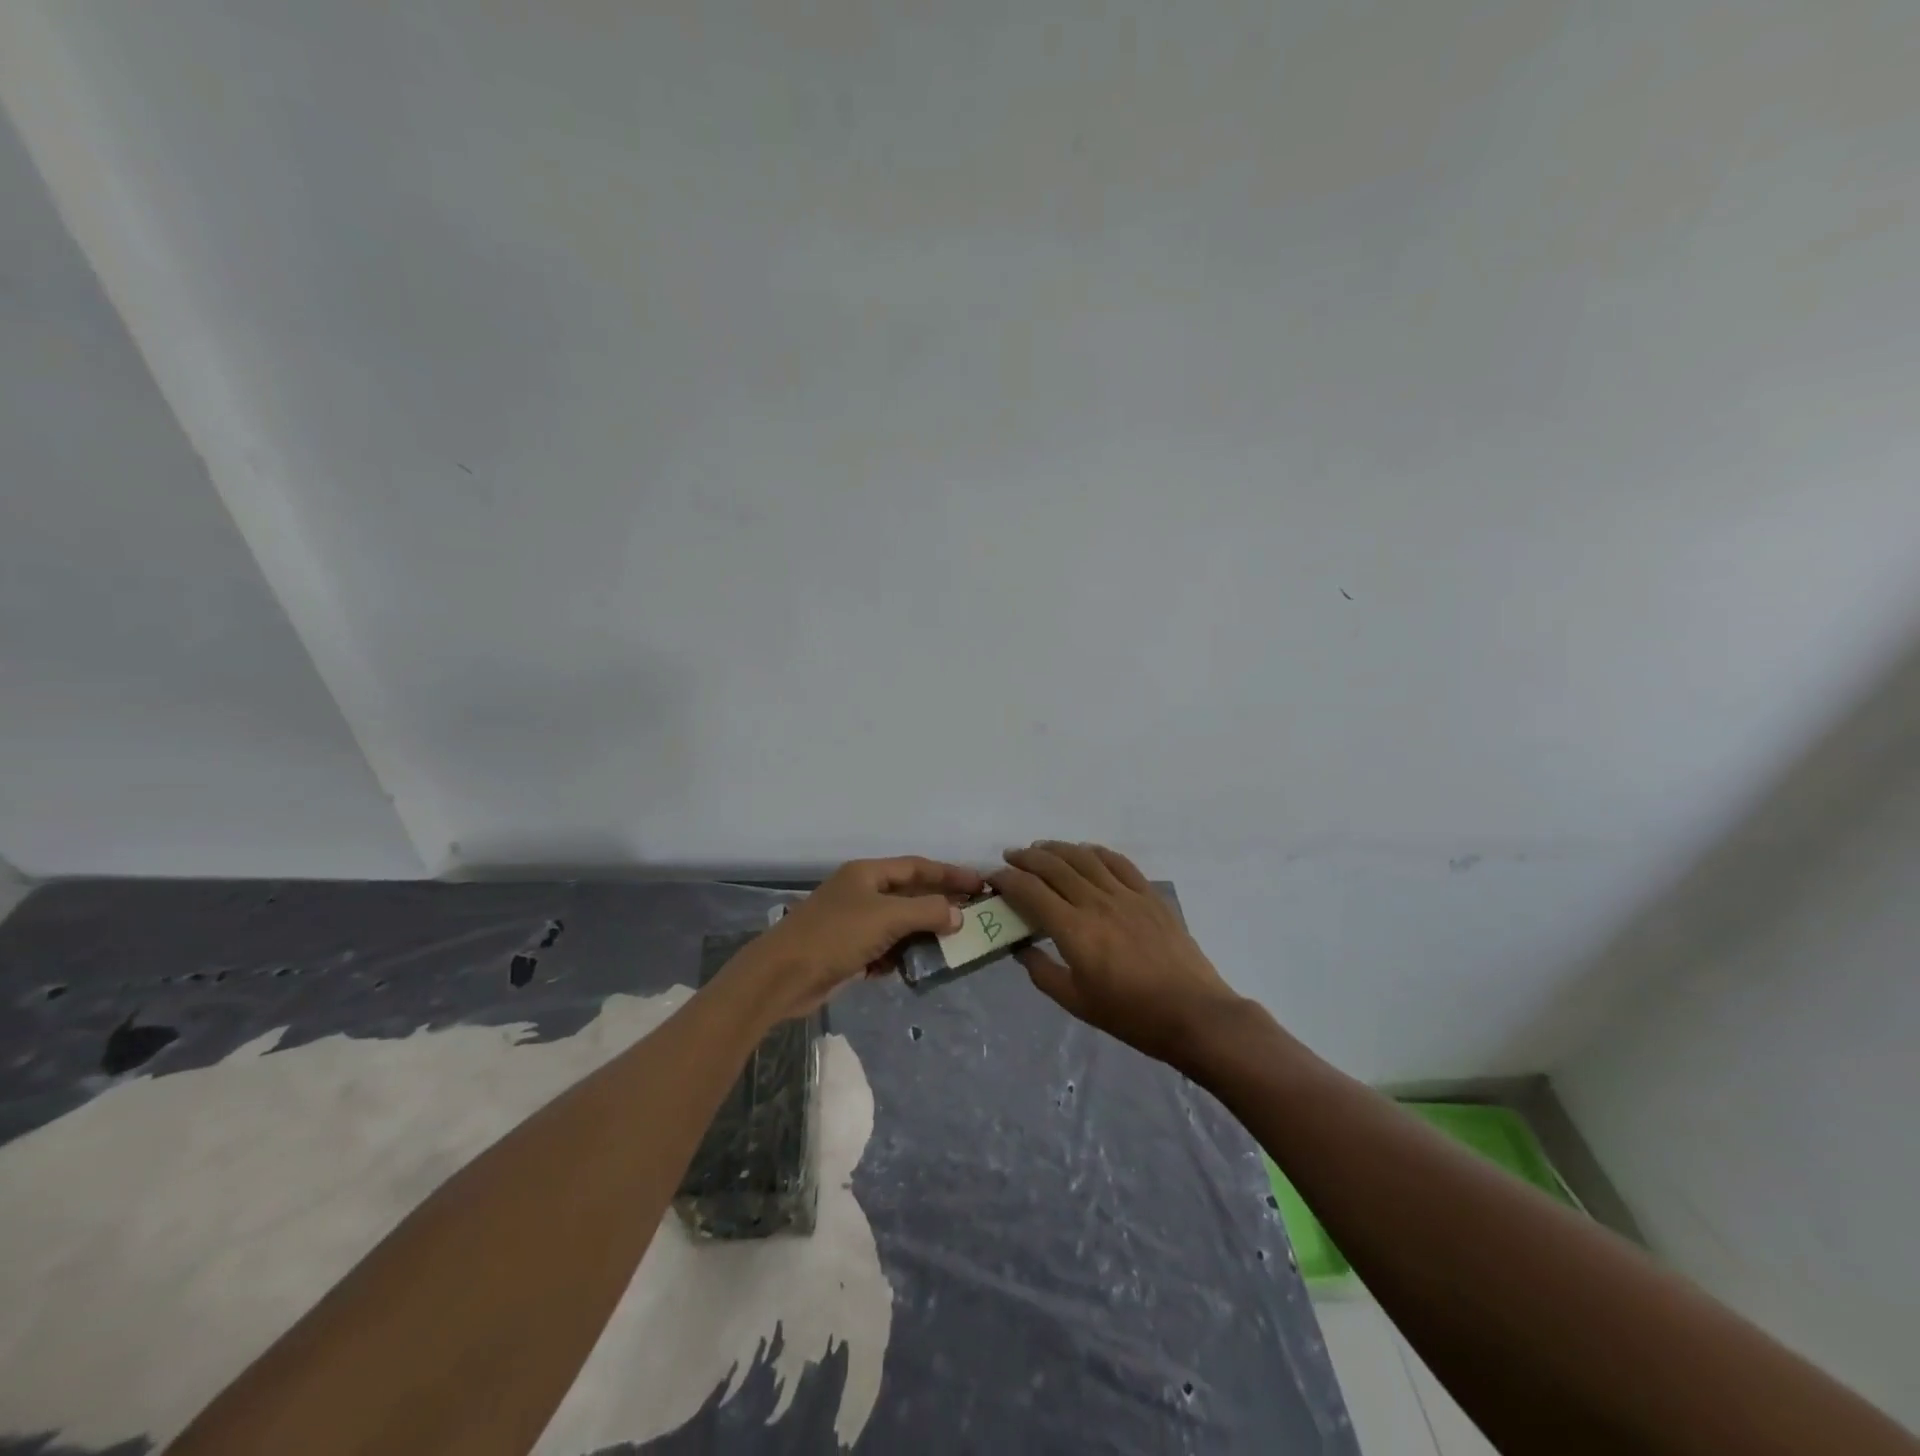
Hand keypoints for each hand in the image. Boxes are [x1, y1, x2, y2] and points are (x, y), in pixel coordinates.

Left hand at [737, 856, 983, 1020]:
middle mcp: (862, 892)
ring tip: (954, 945)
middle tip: (974, 915)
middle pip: (910, 894)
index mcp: (867, 873)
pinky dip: (902, 955)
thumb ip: (927, 912)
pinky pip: (885, 948)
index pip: (918, 867)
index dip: (950, 873)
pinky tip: (917, 966)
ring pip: (899, 923)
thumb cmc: (835, 936)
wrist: (783, 976)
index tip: (980, 883)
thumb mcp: (886, 918)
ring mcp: (854, 922)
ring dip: (923, 933)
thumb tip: (958, 914)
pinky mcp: (849, 951)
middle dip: (940, 905)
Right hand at [991, 841, 1244, 1067]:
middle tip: (1010, 858)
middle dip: (1026, 858)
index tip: (993, 877)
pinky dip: (1096, 852)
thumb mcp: (1077, 1003)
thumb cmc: (1131, 1016)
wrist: (1193, 1014)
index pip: (1031, 891)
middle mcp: (1096, 903)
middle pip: (1054, 866)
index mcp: (1074, 931)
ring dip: (1057, 848)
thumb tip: (1019, 948)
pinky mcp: (1149, 895)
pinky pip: (1118, 862)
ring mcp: (1126, 895)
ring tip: (1041, 848)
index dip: (1007, 879)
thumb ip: (1042, 972)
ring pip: (1084, 858)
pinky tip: (1085, 852)